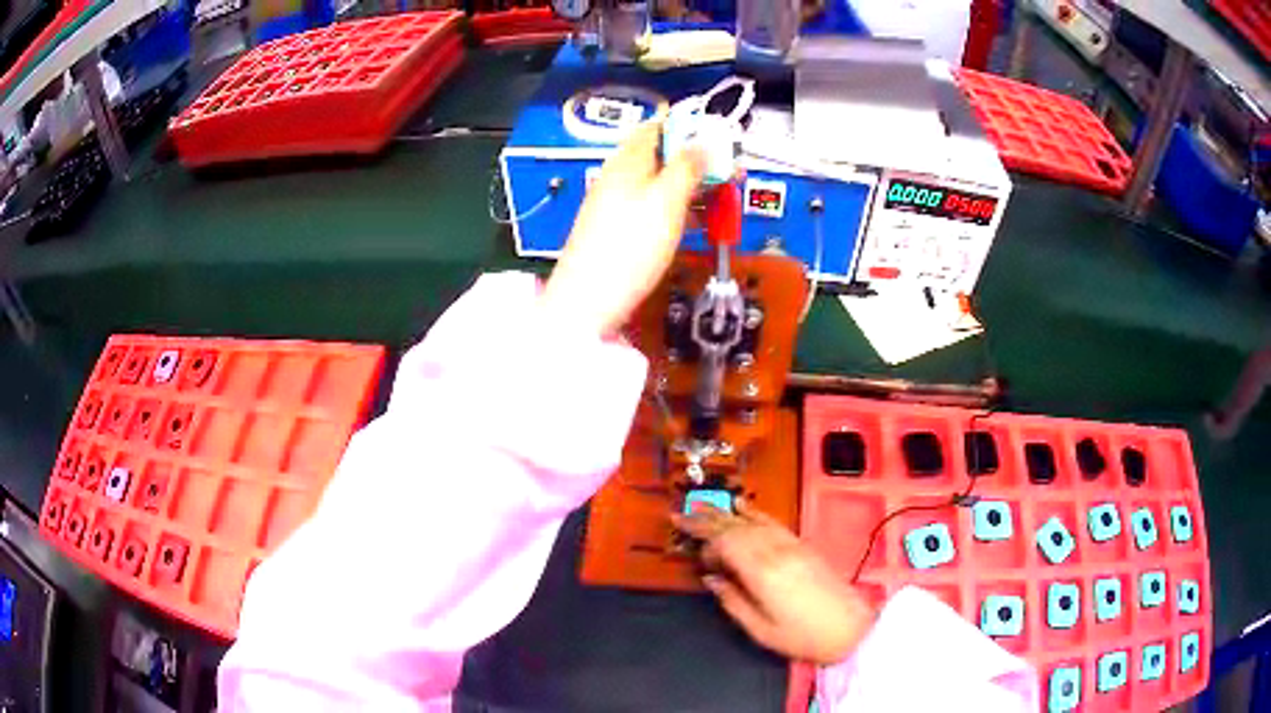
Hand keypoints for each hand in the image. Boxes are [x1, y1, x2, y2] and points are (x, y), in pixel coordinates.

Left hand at [539, 123, 705, 336]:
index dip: (688, 127)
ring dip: (692, 186)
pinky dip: (677, 209)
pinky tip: (697, 222)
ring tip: (722, 197)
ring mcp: (617, 204)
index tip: (718, 138)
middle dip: (697, 160)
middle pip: (662, 155)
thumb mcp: (667, 200)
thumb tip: (705, 142)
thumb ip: (688, 166)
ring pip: (661, 183)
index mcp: (627, 161)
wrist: (589, 301)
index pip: (657, 126)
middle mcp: (619, 177)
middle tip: (729, 172)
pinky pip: (654, 208)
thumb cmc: (630, 246)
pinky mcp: (620, 230)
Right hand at [672, 499, 876, 664]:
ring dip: (725, 514)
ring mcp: (792, 545)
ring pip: (752, 521)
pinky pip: (773, 522)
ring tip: (701, 508)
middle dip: (706, 520)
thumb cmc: (802, 637)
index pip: (726, 544)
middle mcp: (776, 551)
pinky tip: (742, 507)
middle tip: (678, 515)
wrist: (851, 629)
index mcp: (763, 572)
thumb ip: (732, 601)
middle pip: (736, 527)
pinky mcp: (802, 546)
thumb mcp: (761, 629)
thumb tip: (711, 578)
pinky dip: (754, 513)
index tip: (697, 560)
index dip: (706, 546)